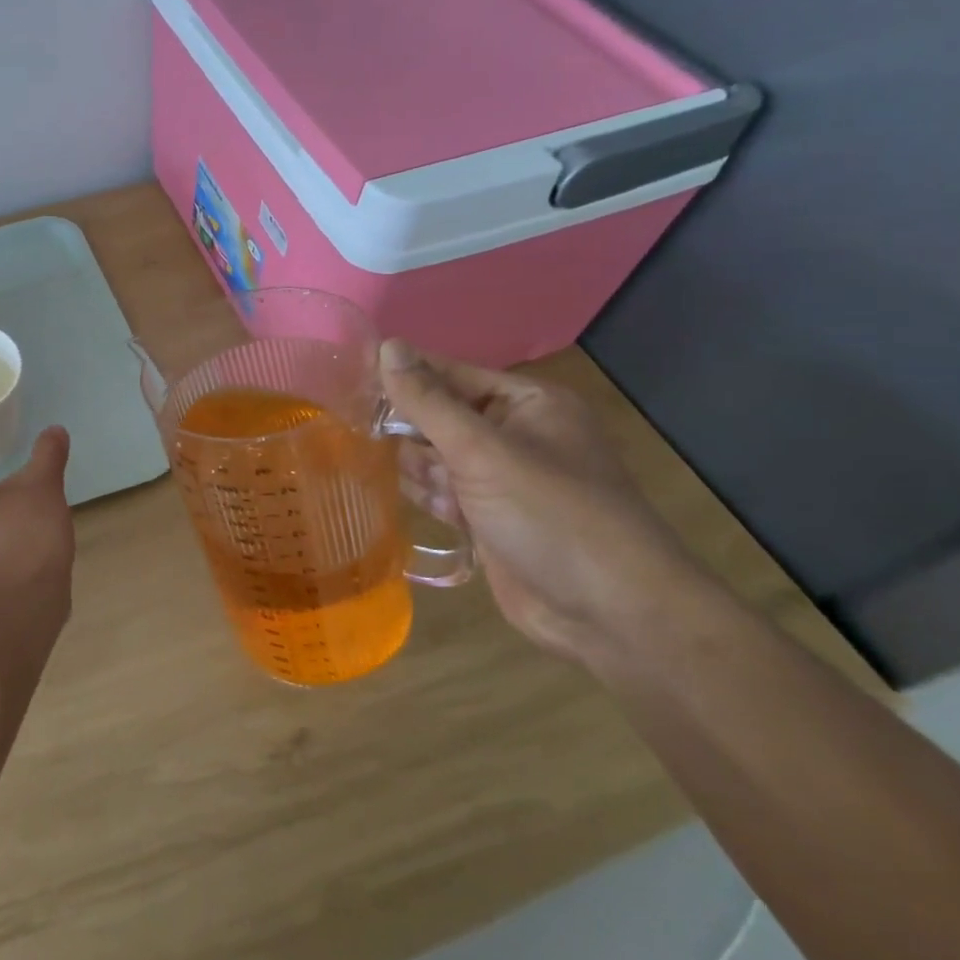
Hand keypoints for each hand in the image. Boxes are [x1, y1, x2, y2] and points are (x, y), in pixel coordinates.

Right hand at [379, 339, 695, 662]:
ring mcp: (502, 480)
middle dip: (410, 431)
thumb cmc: (549, 514)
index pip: (449, 374)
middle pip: (438, 416)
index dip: (403, 377)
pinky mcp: (490, 519)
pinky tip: (421, 505)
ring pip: (435, 457)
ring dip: (418, 468)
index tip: (350, 381)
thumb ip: (428, 400)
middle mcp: (514, 435)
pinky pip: (443, 493)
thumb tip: (387, 345)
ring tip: (415, 483)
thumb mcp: (482, 450)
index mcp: (526, 404)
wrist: (609, 614)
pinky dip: (428, 496)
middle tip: (369, 438)